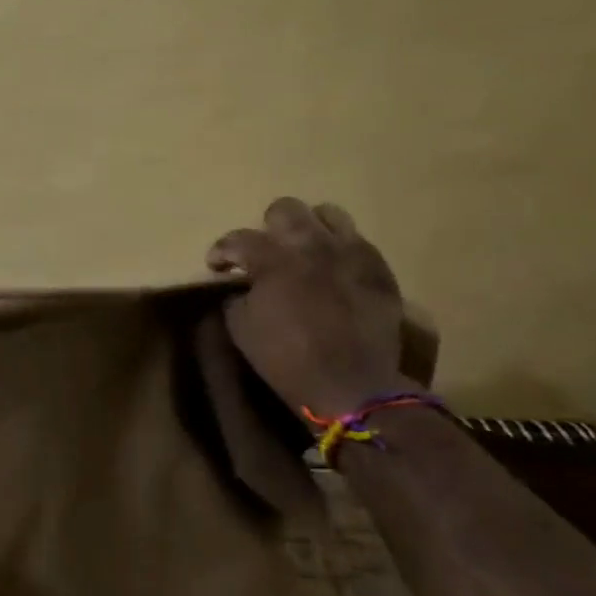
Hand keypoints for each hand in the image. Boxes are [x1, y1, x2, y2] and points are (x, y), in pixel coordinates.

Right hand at [208, 198, 407, 418]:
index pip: (238, 238)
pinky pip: (358, 241)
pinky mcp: (378, 268)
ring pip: (328, 214)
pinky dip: (340, 249)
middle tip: (265, 251)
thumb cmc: (287, 360)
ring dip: (310, 227)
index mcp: (273, 260)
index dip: (221, 250)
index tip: (217, 265)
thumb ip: (236, 298)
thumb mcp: (242, 331)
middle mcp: (311, 245)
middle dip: (267, 227)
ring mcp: (349, 252)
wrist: (351, 385)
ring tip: (305, 248)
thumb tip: (241, 287)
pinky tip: (335, 269)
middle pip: (285, 209)